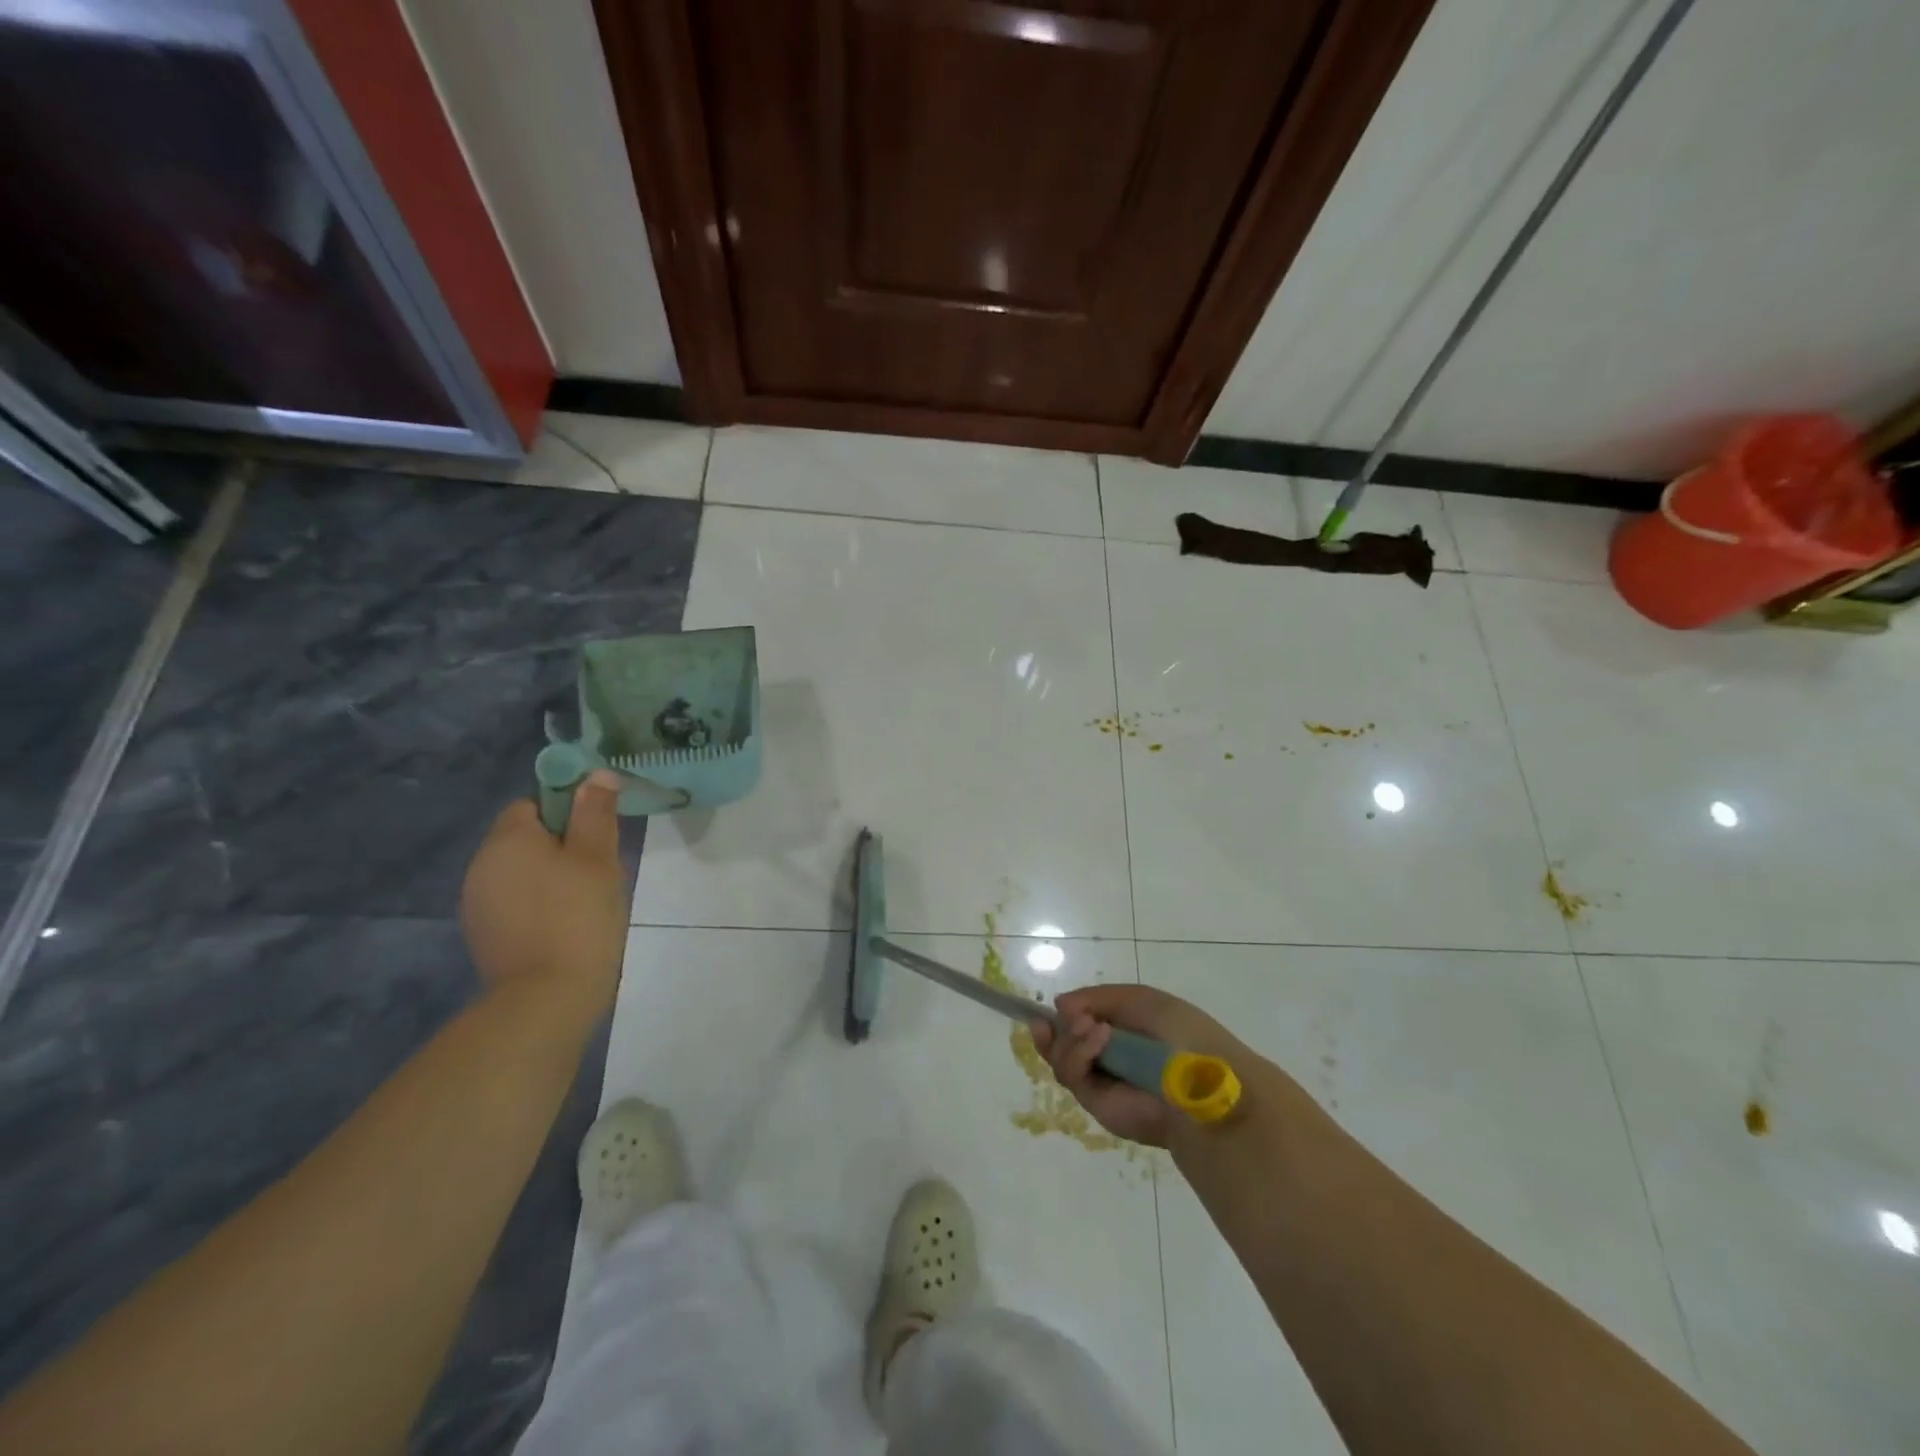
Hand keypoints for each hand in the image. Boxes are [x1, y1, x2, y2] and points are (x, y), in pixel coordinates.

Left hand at [460, 770, 626, 1017]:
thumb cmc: (579, 916)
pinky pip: (514, 902)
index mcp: (507, 840)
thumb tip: (596, 774)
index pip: (531, 804)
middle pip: (524, 838)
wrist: (547, 998)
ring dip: (549, 877)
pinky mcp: (483, 935)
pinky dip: (537, 905)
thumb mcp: (598, 858)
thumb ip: (595, 812)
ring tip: (585, 901)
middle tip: (599, 870)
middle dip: (561, 846)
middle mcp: (481, 865)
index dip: (566, 811)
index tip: (596, 834)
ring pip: (520, 872)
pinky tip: (564, 926)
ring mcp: (477, 903)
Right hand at [1033, 984, 1249, 1148]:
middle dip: (1056, 1029)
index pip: (1081, 1023)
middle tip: (1063, 1018)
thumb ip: (1097, 998)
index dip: (1062, 1016)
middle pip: (1063, 1043)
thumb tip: (1059, 1005)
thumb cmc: (1180, 1032)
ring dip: (1070, 1037)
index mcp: (1123, 1031)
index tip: (1052, 1008)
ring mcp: (1102, 1081)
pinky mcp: (1097, 1104)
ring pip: (1062, 1058)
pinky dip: (1079, 1053)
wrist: (1202, 1083)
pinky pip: (1072, 1076)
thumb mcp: (1140, 1000)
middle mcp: (1109, 1057)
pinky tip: (1099, 1038)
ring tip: (1091, 1027)